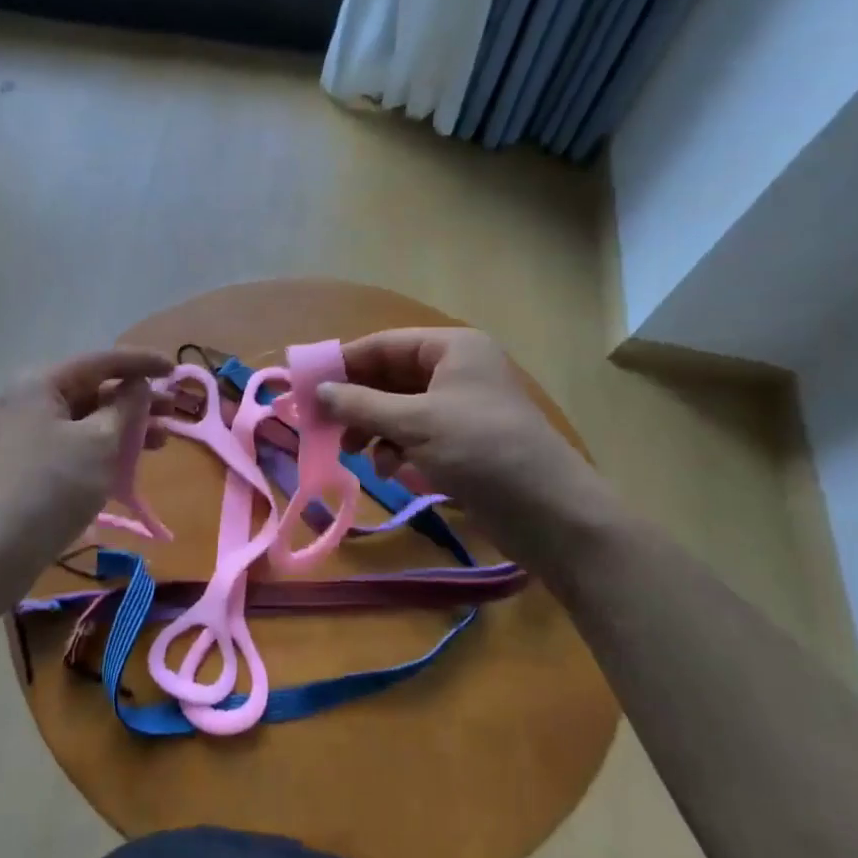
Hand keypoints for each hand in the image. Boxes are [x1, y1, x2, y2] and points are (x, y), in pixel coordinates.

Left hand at [0, 347, 173, 592]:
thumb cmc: (51, 487)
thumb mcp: (99, 442)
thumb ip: (126, 407)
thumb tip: (136, 386)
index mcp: (39, 384)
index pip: (100, 361)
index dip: (142, 362)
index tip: (175, 370)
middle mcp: (24, 401)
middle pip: (91, 391)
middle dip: (135, 402)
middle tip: (173, 414)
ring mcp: (18, 437)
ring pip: (81, 422)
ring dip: (122, 429)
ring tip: (160, 444)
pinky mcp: (19, 468)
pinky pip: (68, 445)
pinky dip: (99, 450)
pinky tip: (125, 467)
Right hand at [315, 328, 622, 569]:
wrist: (551, 513)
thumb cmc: (481, 451)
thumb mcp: (415, 423)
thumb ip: (361, 405)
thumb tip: (317, 392)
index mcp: (452, 348)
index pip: (383, 344)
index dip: (343, 363)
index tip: (306, 386)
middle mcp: (456, 370)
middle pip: (390, 377)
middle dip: (358, 403)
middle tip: (324, 426)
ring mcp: (461, 407)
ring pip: (400, 408)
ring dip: (375, 429)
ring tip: (357, 454)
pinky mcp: (464, 441)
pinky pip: (417, 434)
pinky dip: (398, 449)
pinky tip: (391, 471)